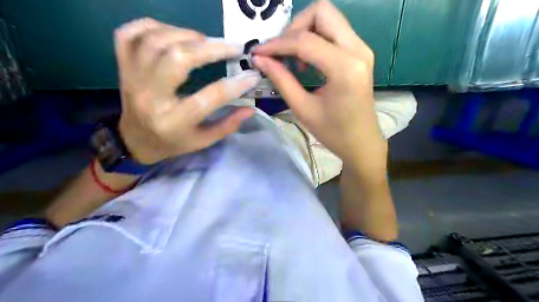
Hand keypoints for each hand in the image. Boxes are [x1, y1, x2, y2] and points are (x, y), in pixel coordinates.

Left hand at [114, 18, 261, 164]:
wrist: (134, 140)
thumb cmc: (173, 142)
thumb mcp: (203, 141)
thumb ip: (227, 125)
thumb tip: (250, 108)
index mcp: (173, 122)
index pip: (207, 98)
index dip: (234, 85)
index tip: (251, 76)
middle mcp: (149, 98)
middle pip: (177, 59)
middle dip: (211, 48)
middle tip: (233, 47)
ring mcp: (132, 79)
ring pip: (155, 41)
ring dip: (186, 35)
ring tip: (206, 41)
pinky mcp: (123, 67)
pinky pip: (130, 35)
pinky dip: (153, 26)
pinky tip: (173, 34)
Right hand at [254, 0, 386, 174]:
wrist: (361, 141)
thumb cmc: (333, 132)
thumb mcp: (302, 108)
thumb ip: (281, 80)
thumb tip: (260, 59)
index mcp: (344, 68)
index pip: (305, 41)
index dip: (277, 44)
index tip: (259, 53)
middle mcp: (357, 50)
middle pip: (322, 12)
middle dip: (294, 28)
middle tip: (281, 53)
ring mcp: (362, 48)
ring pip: (328, 17)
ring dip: (304, 31)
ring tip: (293, 60)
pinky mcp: (360, 52)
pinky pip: (334, 31)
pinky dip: (315, 38)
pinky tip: (307, 61)